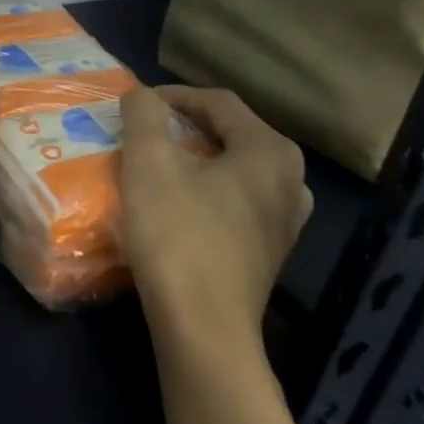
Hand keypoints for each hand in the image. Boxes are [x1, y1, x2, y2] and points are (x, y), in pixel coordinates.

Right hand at [119, 85, 312, 359]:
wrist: (203, 327)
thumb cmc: (177, 235)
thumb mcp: (148, 162)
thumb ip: (144, 115)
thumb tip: (142, 95)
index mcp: (269, 152)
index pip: (218, 102)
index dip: (172, 96)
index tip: (134, 104)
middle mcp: (290, 180)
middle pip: (230, 134)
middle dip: (183, 126)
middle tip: (143, 131)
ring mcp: (284, 220)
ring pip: (233, 169)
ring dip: (193, 159)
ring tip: (156, 165)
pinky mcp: (268, 250)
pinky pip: (234, 201)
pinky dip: (204, 191)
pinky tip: (174, 204)